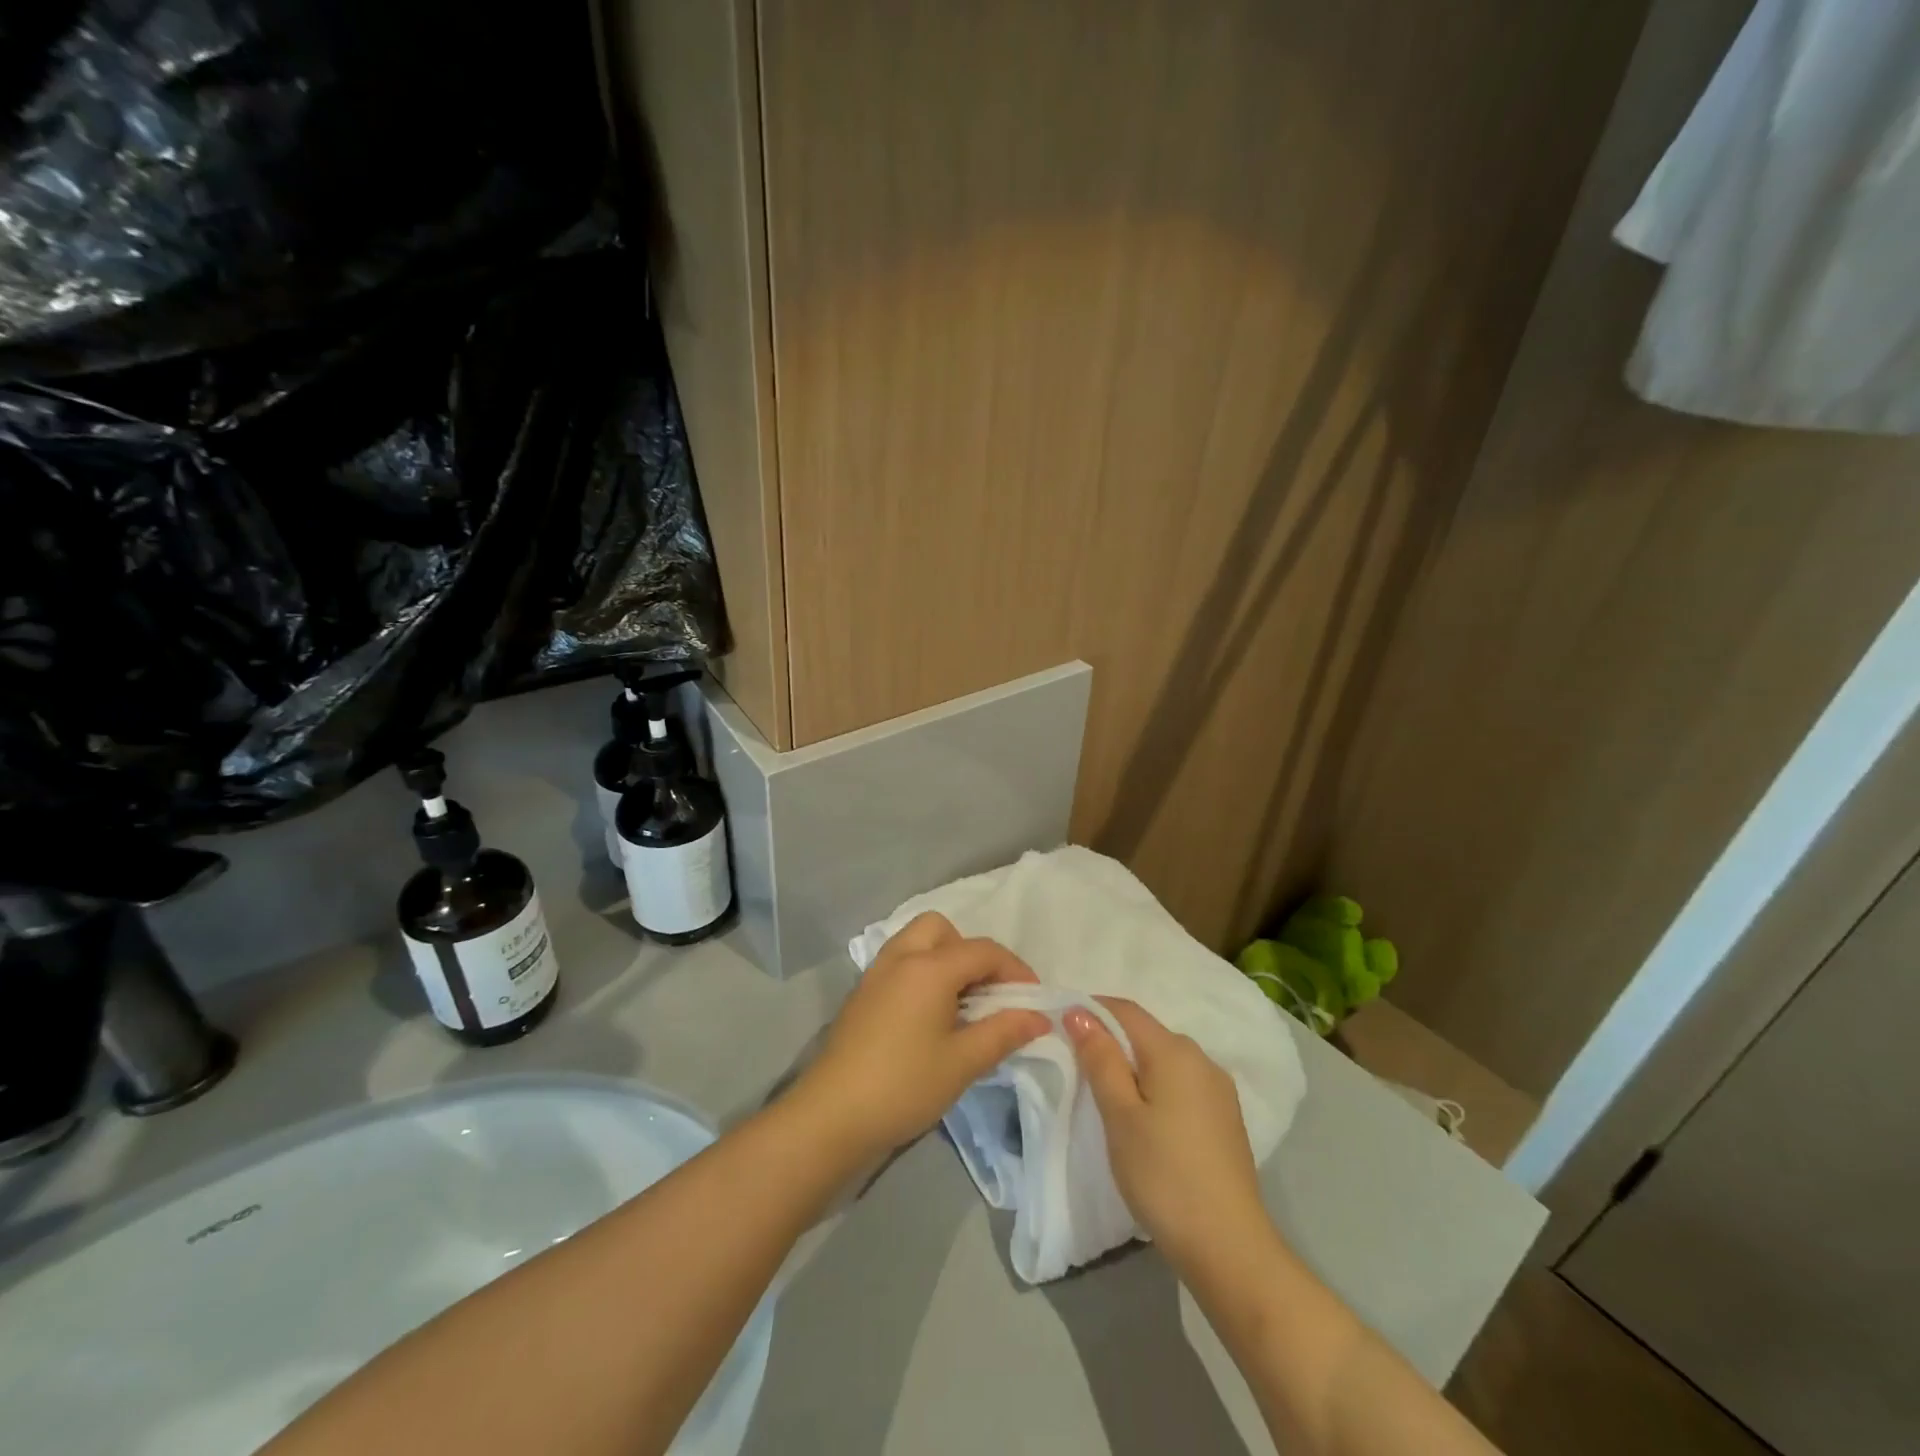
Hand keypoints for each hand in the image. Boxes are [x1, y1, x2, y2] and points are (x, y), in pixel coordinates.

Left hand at [792, 913, 1050, 1163]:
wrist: (832, 1115)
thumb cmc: (904, 1085)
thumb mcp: (963, 1062)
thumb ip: (1004, 1032)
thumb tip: (1039, 1017)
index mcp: (930, 967)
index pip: (983, 951)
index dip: (1015, 970)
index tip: (1033, 1000)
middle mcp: (901, 957)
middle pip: (943, 929)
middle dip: (971, 952)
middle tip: (986, 992)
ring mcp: (877, 973)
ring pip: (917, 941)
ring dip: (944, 958)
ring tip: (960, 1003)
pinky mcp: (862, 993)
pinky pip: (900, 961)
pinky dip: (922, 972)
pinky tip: (930, 1015)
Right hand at [1065, 997, 1270, 1268]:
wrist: (1229, 1247)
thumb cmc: (1163, 1175)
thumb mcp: (1119, 1115)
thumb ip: (1100, 1059)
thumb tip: (1079, 1012)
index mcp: (1175, 1050)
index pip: (1125, 1010)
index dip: (1091, 1010)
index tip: (1060, 1026)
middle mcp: (1202, 1059)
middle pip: (1146, 1033)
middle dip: (1111, 1040)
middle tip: (1077, 1066)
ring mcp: (1218, 1090)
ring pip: (1164, 1060)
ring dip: (1133, 1066)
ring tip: (1106, 1095)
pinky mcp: (1225, 1118)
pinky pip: (1181, 1084)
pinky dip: (1155, 1088)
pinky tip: (1144, 1118)